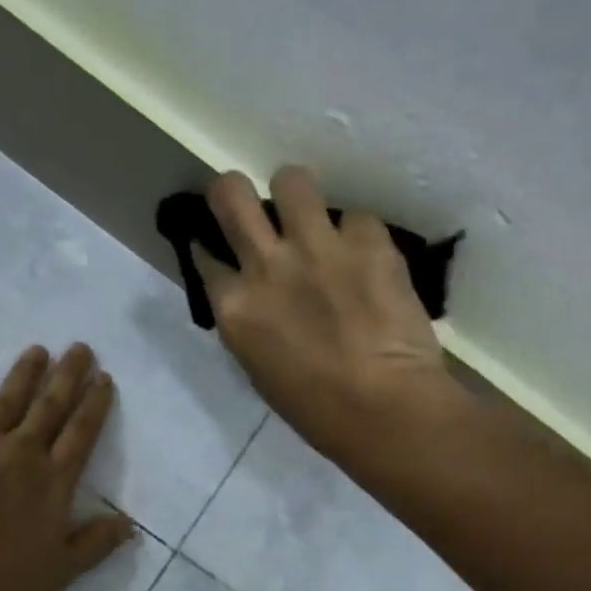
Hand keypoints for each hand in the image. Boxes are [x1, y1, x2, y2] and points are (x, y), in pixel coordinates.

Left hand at [0, 344, 135, 590]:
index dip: (95, 404)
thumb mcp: (59, 571)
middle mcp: (21, 452)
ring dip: (23, 374)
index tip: (104, 377)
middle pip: (50, 407)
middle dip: (67, 375)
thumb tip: (130, 523)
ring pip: (6, 401)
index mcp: (53, 480)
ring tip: (36, 349)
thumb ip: (95, 544)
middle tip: (79, 347)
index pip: (81, 434)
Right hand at [192, 166, 456, 455]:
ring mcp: (317, 245)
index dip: (212, 250)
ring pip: (291, 179)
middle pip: (231, 192)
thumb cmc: (316, 411)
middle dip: (232, 190)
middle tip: (249, 205)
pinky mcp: (367, 239)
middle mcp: (266, 264)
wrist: (384, 409)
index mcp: (234, 308)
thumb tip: (258, 300)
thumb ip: (251, 323)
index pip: (205, 256)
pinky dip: (358, 237)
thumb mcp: (260, 370)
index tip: (222, 251)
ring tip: (312, 219)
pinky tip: (368, 261)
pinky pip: (356, 218)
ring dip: (297, 196)